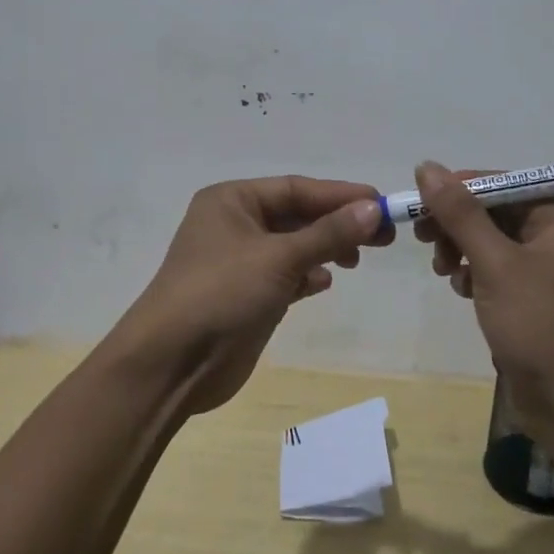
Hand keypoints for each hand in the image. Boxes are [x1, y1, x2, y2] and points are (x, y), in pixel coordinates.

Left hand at [110, 176, 391, 414]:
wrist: (170, 365)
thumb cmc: (221, 294)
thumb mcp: (278, 258)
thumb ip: (328, 234)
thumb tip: (373, 209)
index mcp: (232, 200)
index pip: (296, 188)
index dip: (340, 195)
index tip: (381, 204)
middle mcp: (235, 224)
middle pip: (297, 215)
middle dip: (337, 223)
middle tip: (382, 235)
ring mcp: (239, 261)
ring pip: (293, 246)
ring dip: (325, 249)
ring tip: (357, 259)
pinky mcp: (246, 295)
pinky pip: (285, 274)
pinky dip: (306, 276)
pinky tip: (324, 283)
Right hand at [412, 161, 553, 440]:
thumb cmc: (540, 325)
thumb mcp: (495, 263)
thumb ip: (460, 213)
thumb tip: (426, 166)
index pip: (503, 184)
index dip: (459, 189)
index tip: (419, 204)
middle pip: (496, 211)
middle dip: (458, 223)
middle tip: (423, 238)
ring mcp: (548, 270)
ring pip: (492, 240)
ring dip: (462, 248)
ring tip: (443, 270)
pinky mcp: (535, 298)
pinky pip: (497, 268)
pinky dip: (475, 272)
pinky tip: (462, 289)